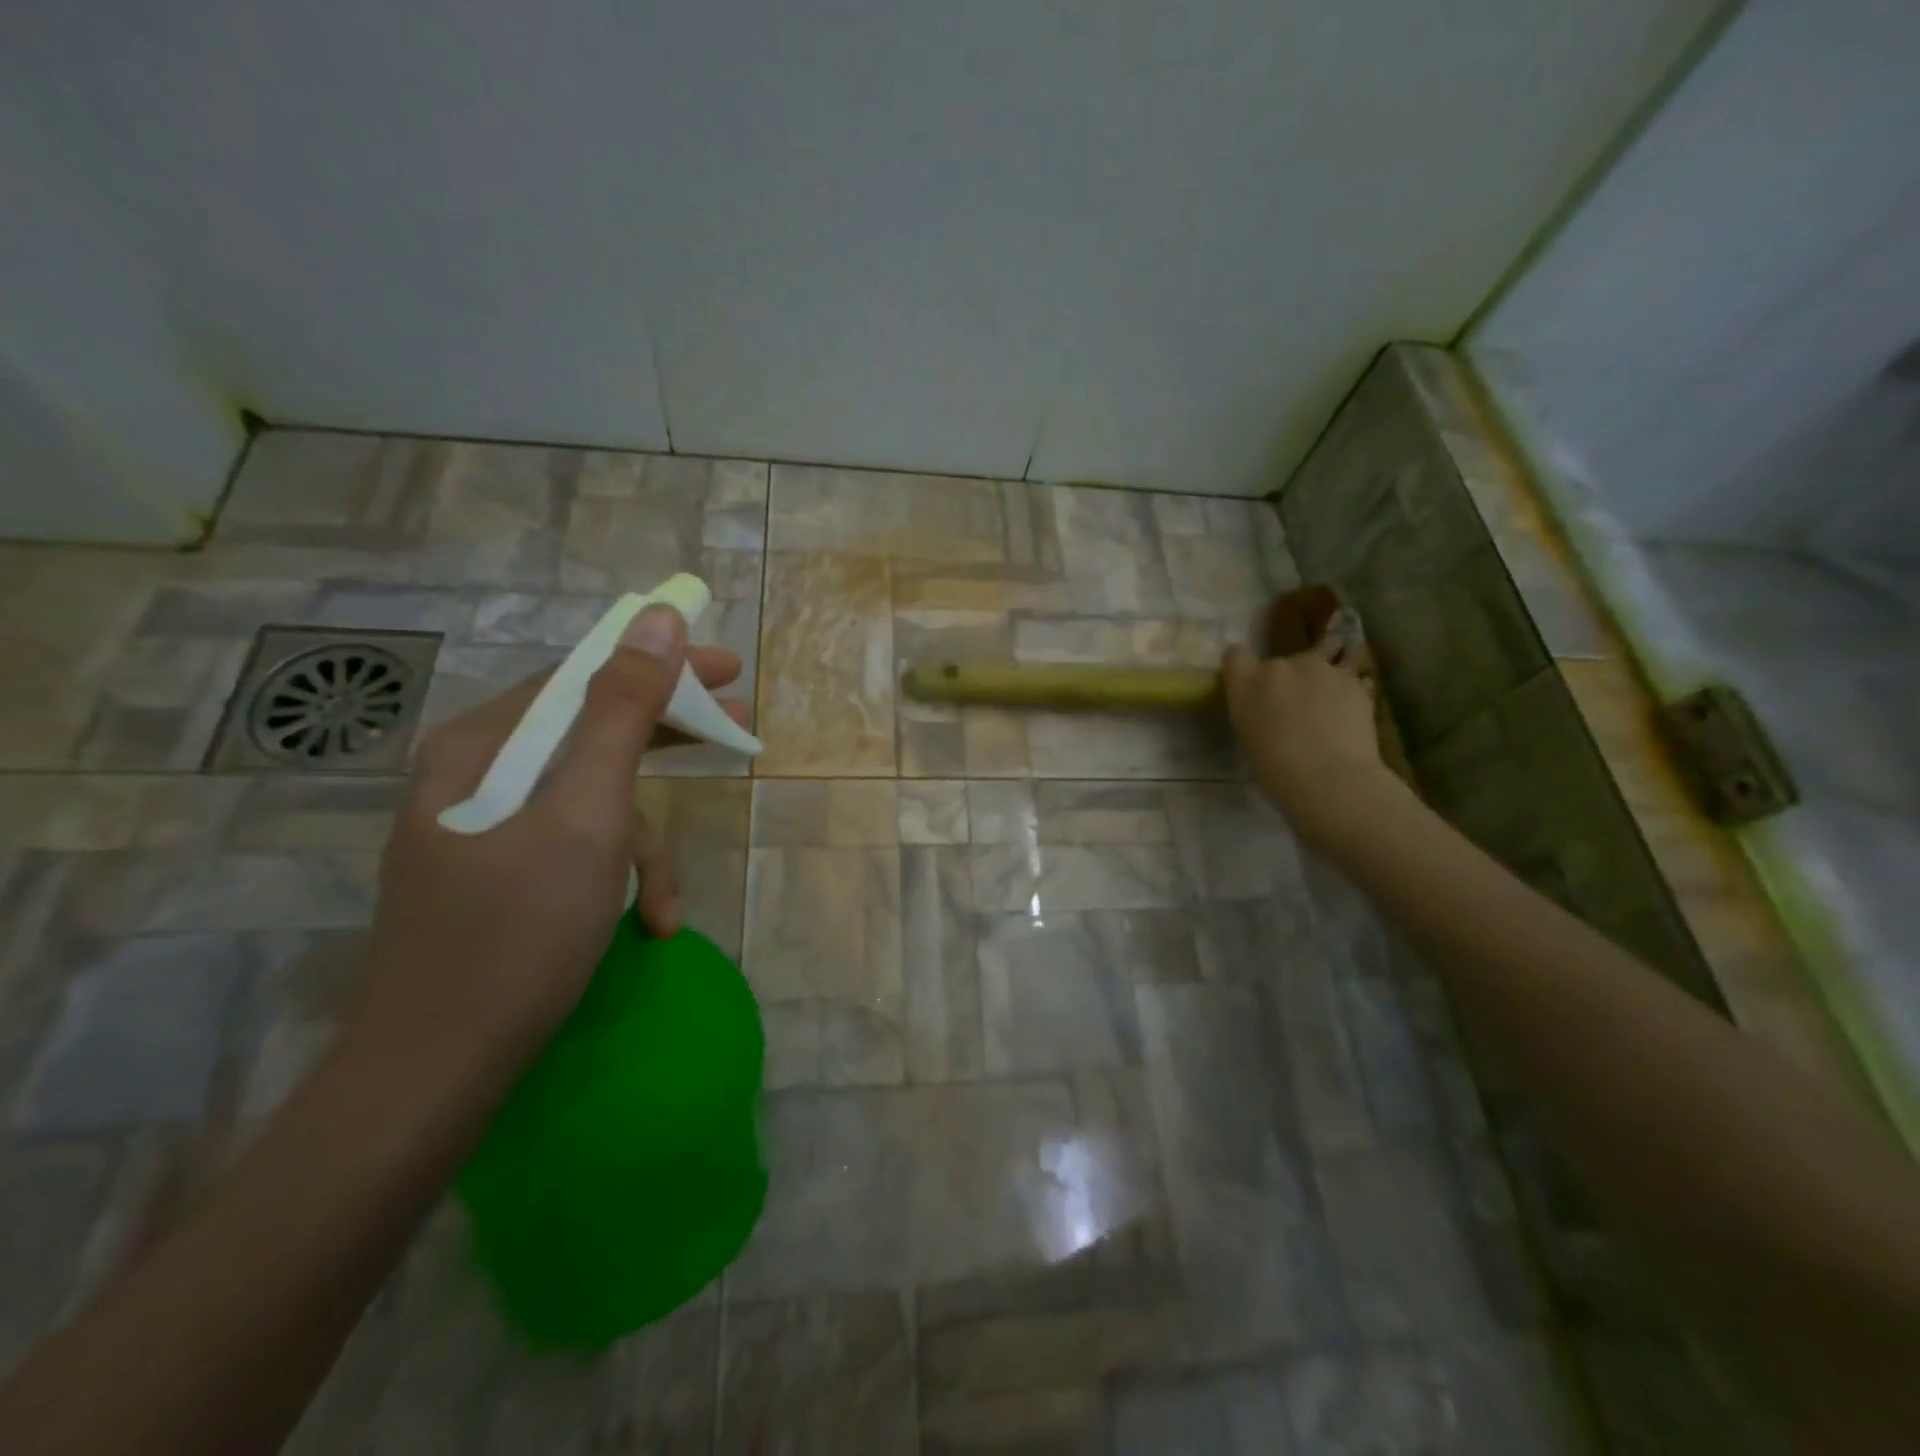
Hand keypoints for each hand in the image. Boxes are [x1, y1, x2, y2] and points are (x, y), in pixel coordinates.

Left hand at [347, 605, 748, 1088]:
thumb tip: (656, 620)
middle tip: (735, 729)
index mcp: (481, 746)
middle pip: (588, 733)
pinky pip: (572, 849)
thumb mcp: (587, 815)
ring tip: (666, 904)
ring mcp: (483, 830)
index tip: (727, 670)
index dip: (660, 665)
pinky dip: (614, 878)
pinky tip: (645, 924)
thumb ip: (623, 714)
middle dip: (664, 742)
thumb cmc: (516, 934)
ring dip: (640, 846)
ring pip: (587, 802)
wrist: (433, 1076)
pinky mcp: (496, 876)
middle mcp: (474, 776)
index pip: (582, 676)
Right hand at [1221, 634, 1397, 847]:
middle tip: (1298, 704)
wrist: (1327, 778)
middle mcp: (1280, 666)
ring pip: (1326, 654)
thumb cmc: (1276, 769)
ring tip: (1333, 694)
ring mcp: (1320, 668)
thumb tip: (1269, 708)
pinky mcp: (1353, 680)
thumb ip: (1255, 711)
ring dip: (1327, 671)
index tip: (1253, 681)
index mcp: (1245, 684)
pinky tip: (1354, 710)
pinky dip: (1352, 688)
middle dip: (1291, 676)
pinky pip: (1353, 676)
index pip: (1236, 655)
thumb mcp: (1249, 737)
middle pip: (1284, 660)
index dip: (1245, 665)